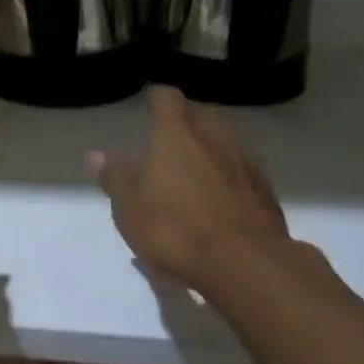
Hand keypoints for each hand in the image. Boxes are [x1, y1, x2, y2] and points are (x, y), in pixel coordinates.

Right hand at [90, 86, 330, 296]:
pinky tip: (225, 194)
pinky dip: (232, 173)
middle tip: (173, 137)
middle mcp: (213, 137)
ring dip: (213, 145)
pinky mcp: (266, 189)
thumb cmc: (177, 231)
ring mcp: (244, 161)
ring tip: (200, 164)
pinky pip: (244, 168)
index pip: (167, 98)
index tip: (149, 103)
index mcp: (176, 135)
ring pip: (227, 139)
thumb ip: (116, 178)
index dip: (157, 98)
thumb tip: (96, 155)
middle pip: (202, 113)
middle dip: (188, 119)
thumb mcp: (131, 210)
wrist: (246, 265)